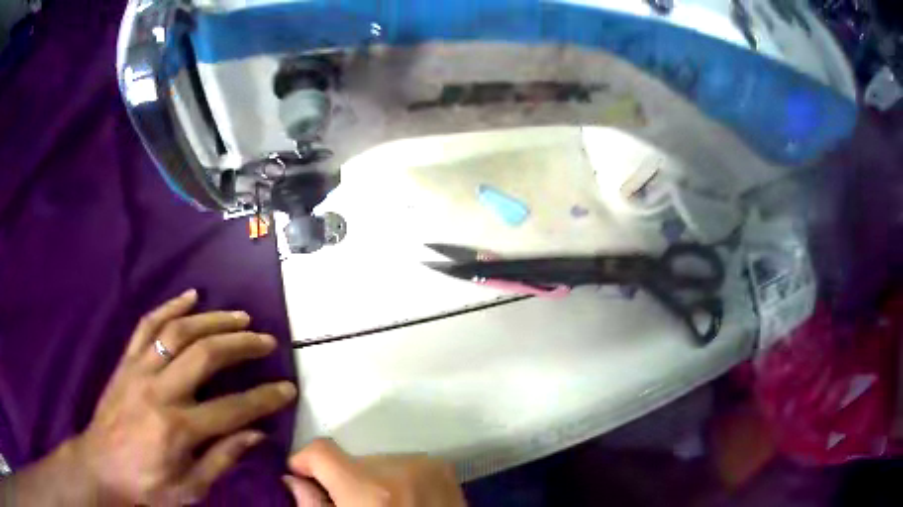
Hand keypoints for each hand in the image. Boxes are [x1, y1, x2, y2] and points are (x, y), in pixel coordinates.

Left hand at [71, 289, 296, 504]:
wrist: (100, 465)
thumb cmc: (147, 484)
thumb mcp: (190, 488)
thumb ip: (222, 460)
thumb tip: (255, 434)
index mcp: (178, 429)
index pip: (232, 409)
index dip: (264, 398)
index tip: (287, 388)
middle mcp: (159, 391)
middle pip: (205, 355)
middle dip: (241, 345)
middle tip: (265, 340)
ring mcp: (140, 369)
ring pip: (178, 332)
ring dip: (213, 320)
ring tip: (239, 316)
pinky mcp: (127, 360)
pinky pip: (148, 325)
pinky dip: (170, 306)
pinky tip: (190, 297)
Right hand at [283, 439, 466, 506]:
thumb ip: (313, 506)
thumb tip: (293, 480)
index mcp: (369, 489)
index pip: (321, 450)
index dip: (304, 462)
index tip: (303, 478)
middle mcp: (399, 469)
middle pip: (350, 460)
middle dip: (343, 479)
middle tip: (351, 505)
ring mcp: (426, 467)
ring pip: (377, 463)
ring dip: (372, 481)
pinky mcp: (444, 470)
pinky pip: (404, 466)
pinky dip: (396, 481)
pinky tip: (404, 505)